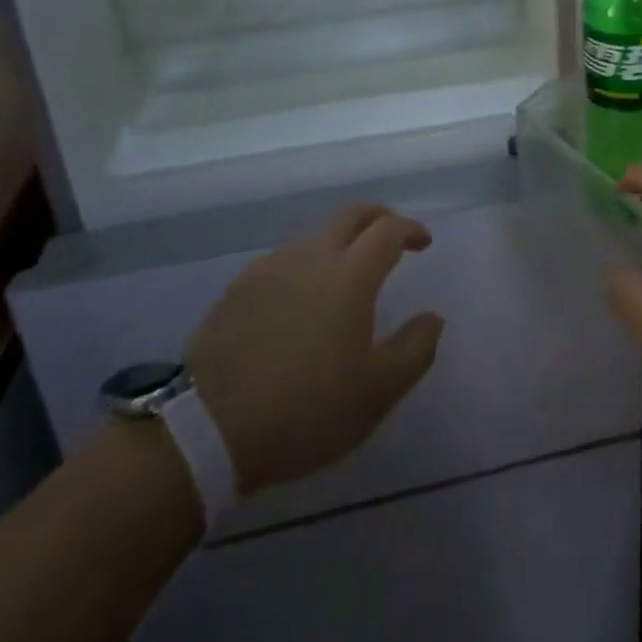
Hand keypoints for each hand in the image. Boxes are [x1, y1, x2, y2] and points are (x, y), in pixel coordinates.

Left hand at [189, 204, 444, 495]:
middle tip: (390, 238)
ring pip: (315, 237)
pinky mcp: (239, 287)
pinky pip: (283, 261)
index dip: (410, 229)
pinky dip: (305, 266)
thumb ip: (414, 350)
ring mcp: (271, 267)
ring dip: (339, 244)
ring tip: (344, 277)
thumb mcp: (376, 393)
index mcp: (351, 274)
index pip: (388, 229)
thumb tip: (433, 318)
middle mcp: (312, 255)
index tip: (423, 243)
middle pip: (351, 215)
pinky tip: (300, 302)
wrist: (208, 427)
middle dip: (378, 218)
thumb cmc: (305, 409)